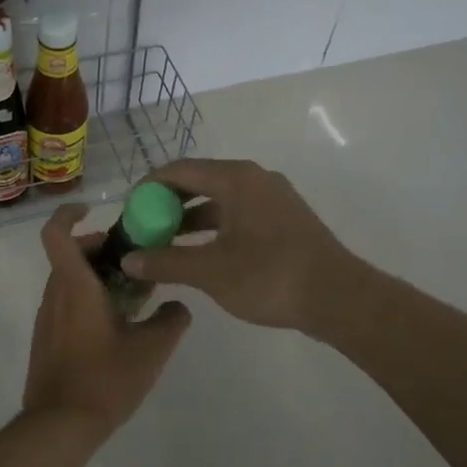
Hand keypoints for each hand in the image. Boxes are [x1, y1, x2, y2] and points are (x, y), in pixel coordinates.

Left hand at [23, 203, 191, 435]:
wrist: (60, 425)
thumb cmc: (105, 379)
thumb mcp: (151, 349)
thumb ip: (171, 320)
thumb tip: (178, 306)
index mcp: (75, 286)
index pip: (56, 233)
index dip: (69, 214)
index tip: (91, 209)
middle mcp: (55, 295)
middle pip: (70, 255)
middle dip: (100, 248)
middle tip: (135, 258)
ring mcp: (47, 318)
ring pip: (69, 280)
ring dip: (97, 275)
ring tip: (134, 293)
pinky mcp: (47, 339)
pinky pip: (66, 303)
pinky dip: (88, 298)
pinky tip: (118, 324)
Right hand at [121, 158, 359, 335]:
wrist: (338, 297)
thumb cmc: (269, 276)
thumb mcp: (210, 271)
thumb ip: (166, 261)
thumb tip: (128, 260)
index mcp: (236, 179)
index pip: (180, 170)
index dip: (149, 187)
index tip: (129, 209)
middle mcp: (255, 179)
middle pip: (200, 181)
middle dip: (168, 203)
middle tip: (144, 226)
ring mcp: (273, 198)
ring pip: (220, 200)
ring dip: (191, 218)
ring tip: (165, 242)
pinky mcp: (284, 219)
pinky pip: (238, 214)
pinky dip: (214, 227)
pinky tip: (200, 252)